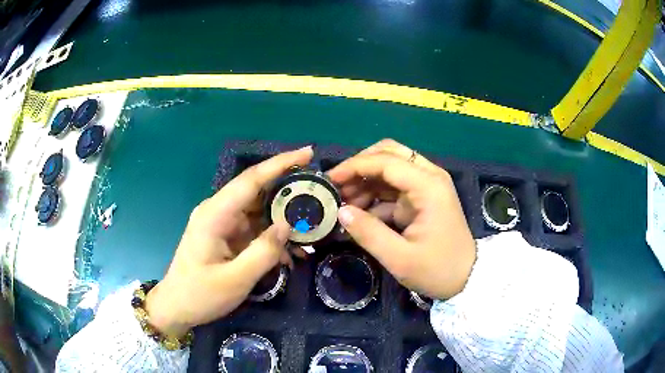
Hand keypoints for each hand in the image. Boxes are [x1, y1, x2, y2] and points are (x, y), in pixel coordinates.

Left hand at [145, 147, 313, 337]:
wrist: (176, 307)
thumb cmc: (200, 295)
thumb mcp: (235, 280)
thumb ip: (264, 252)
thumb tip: (288, 225)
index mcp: (215, 214)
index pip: (251, 180)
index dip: (280, 164)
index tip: (309, 154)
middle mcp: (218, 210)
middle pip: (257, 190)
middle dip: (288, 188)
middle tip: (319, 191)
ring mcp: (221, 222)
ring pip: (258, 210)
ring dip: (283, 217)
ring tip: (312, 226)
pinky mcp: (225, 235)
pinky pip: (254, 228)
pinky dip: (272, 236)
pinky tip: (291, 252)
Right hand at [328, 139, 475, 299]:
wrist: (467, 279)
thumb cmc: (438, 270)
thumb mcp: (400, 258)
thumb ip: (369, 233)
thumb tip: (341, 212)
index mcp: (428, 186)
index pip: (385, 161)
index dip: (354, 166)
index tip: (329, 180)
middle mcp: (429, 177)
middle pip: (389, 153)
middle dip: (360, 166)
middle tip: (337, 186)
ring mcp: (427, 186)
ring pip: (390, 168)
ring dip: (365, 181)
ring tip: (343, 203)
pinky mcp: (423, 198)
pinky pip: (393, 187)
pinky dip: (374, 195)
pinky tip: (359, 213)